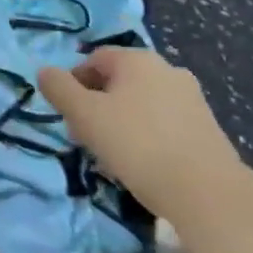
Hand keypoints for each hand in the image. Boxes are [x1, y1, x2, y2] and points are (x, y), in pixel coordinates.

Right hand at [37, 46, 244, 222]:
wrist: (208, 193)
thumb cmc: (138, 145)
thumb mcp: (85, 116)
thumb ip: (60, 89)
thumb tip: (45, 72)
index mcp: (137, 59)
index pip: (94, 59)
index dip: (74, 83)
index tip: (67, 114)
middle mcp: (167, 69)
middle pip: (119, 80)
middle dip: (97, 104)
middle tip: (85, 135)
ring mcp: (192, 98)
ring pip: (142, 102)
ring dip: (122, 120)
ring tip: (113, 154)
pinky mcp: (208, 127)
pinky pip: (164, 122)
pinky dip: (148, 134)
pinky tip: (143, 162)